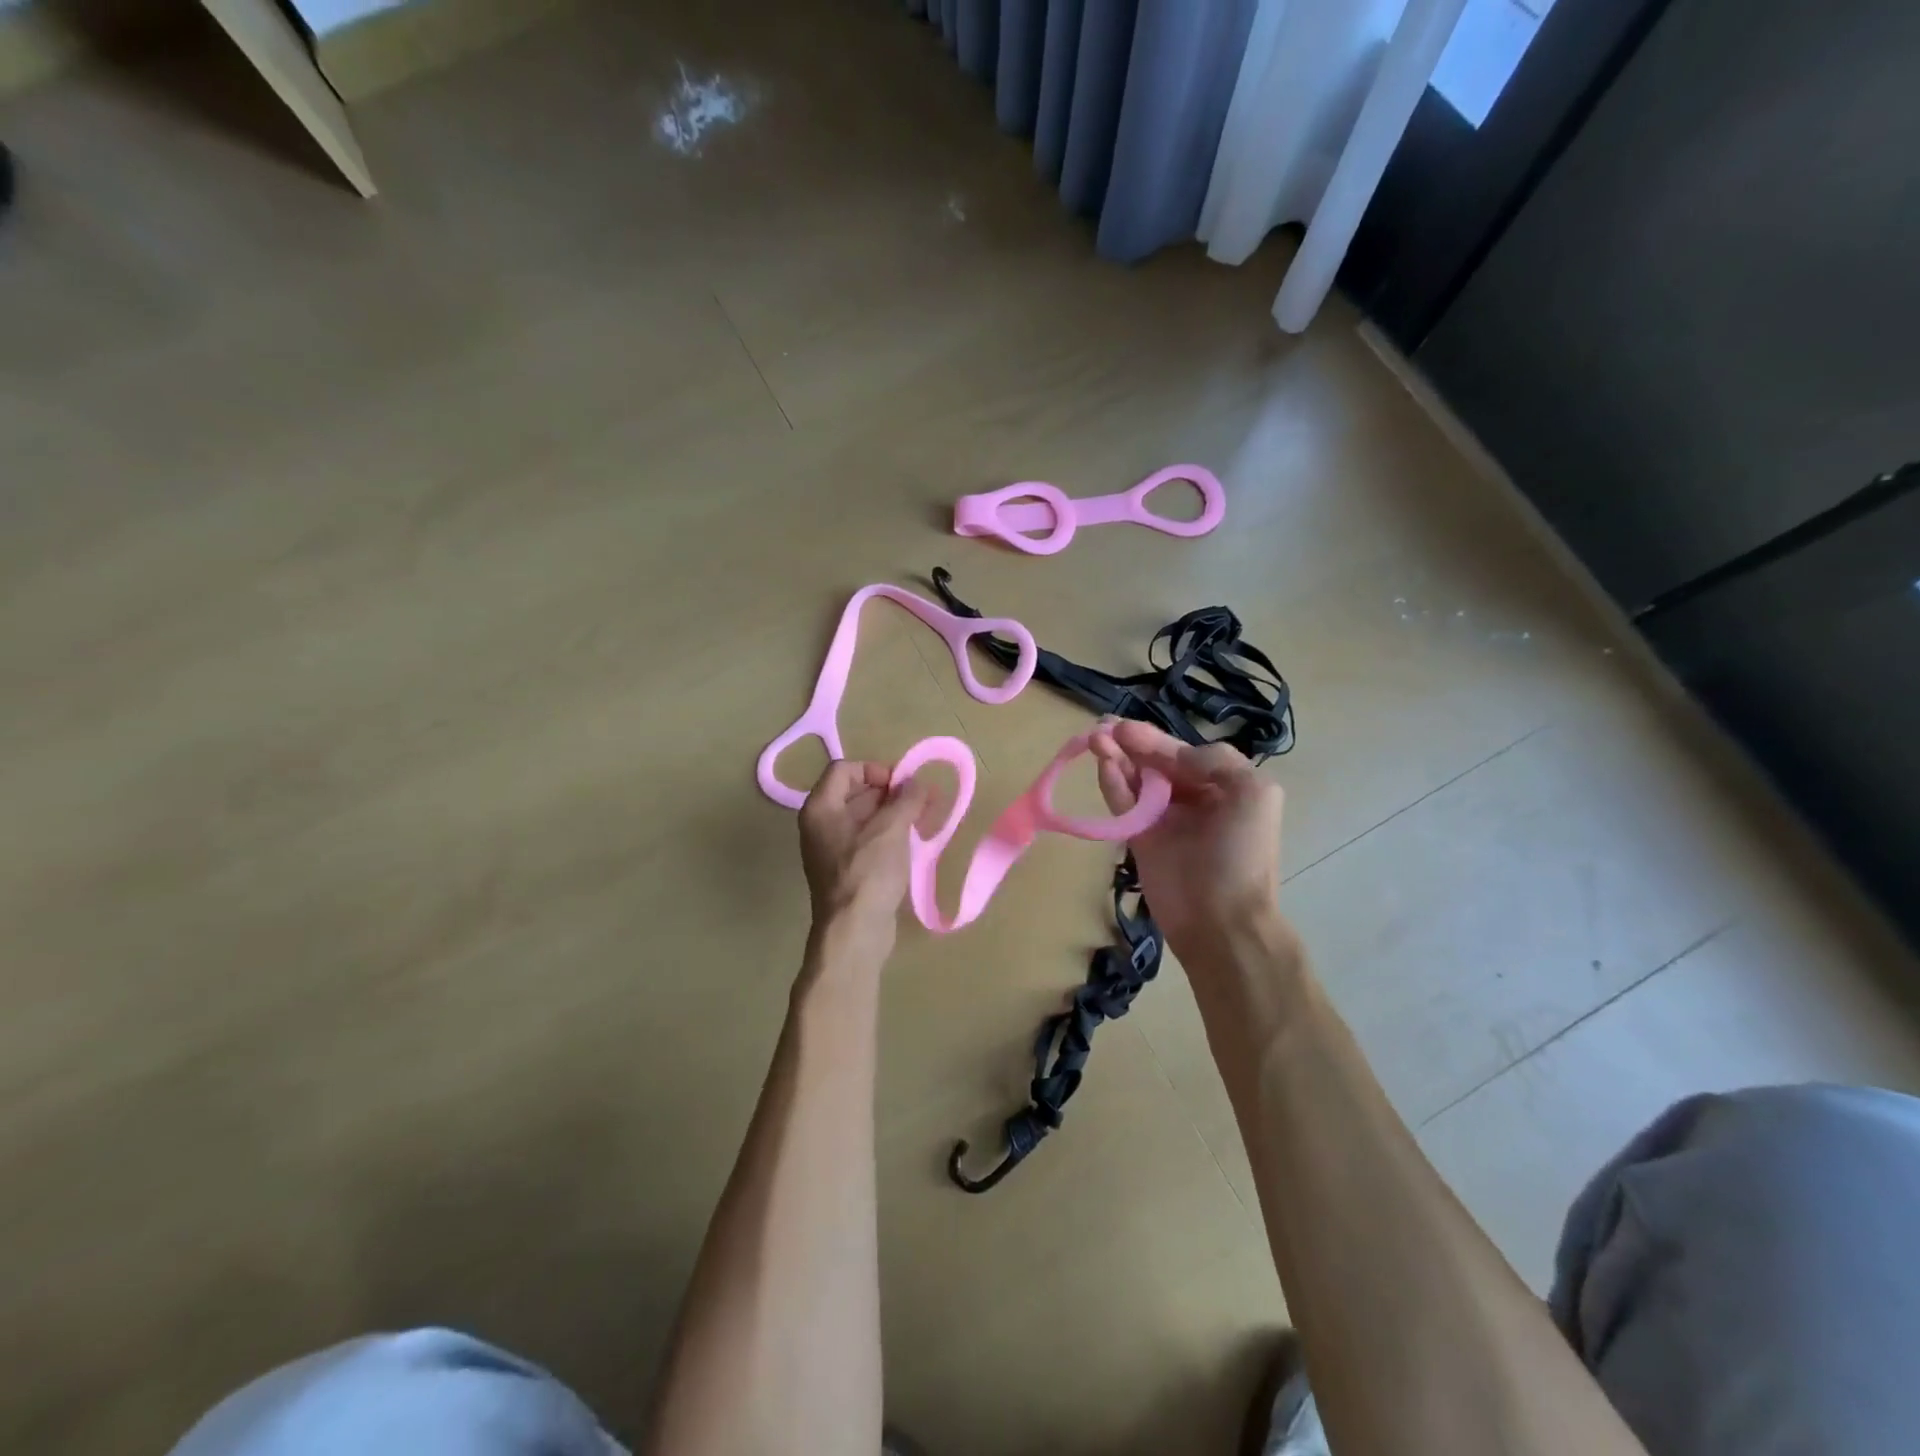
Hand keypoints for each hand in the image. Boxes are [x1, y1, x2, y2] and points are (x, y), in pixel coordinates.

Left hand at [797, 760, 929, 952]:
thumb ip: (907, 799)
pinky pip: (867, 841)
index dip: (874, 769)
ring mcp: (831, 850)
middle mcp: (820, 825)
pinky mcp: (846, 871)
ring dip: (893, 814)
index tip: (902, 785)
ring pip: (863, 818)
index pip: (844, 770)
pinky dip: (888, 835)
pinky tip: (912, 842)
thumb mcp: (891, 828)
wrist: (854, 931)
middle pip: (854, 793)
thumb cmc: (868, 872)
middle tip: (923, 800)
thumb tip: (919, 784)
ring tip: (924, 818)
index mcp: (820, 808)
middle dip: (890, 792)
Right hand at [1089, 720, 1285, 957]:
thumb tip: (1173, 756)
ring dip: (1115, 758)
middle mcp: (1193, 798)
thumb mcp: (1254, 794)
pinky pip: (1123, 804)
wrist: (1221, 921)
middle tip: (1103, 728)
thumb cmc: (1241, 855)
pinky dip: (1112, 784)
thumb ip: (1216, 761)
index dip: (1156, 739)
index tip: (1127, 729)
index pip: (1184, 753)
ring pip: (1135, 779)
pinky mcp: (1140, 838)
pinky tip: (1102, 765)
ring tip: (1093, 738)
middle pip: (1156, 762)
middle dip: (1131, 743)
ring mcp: (1164, 819)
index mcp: (1224, 786)